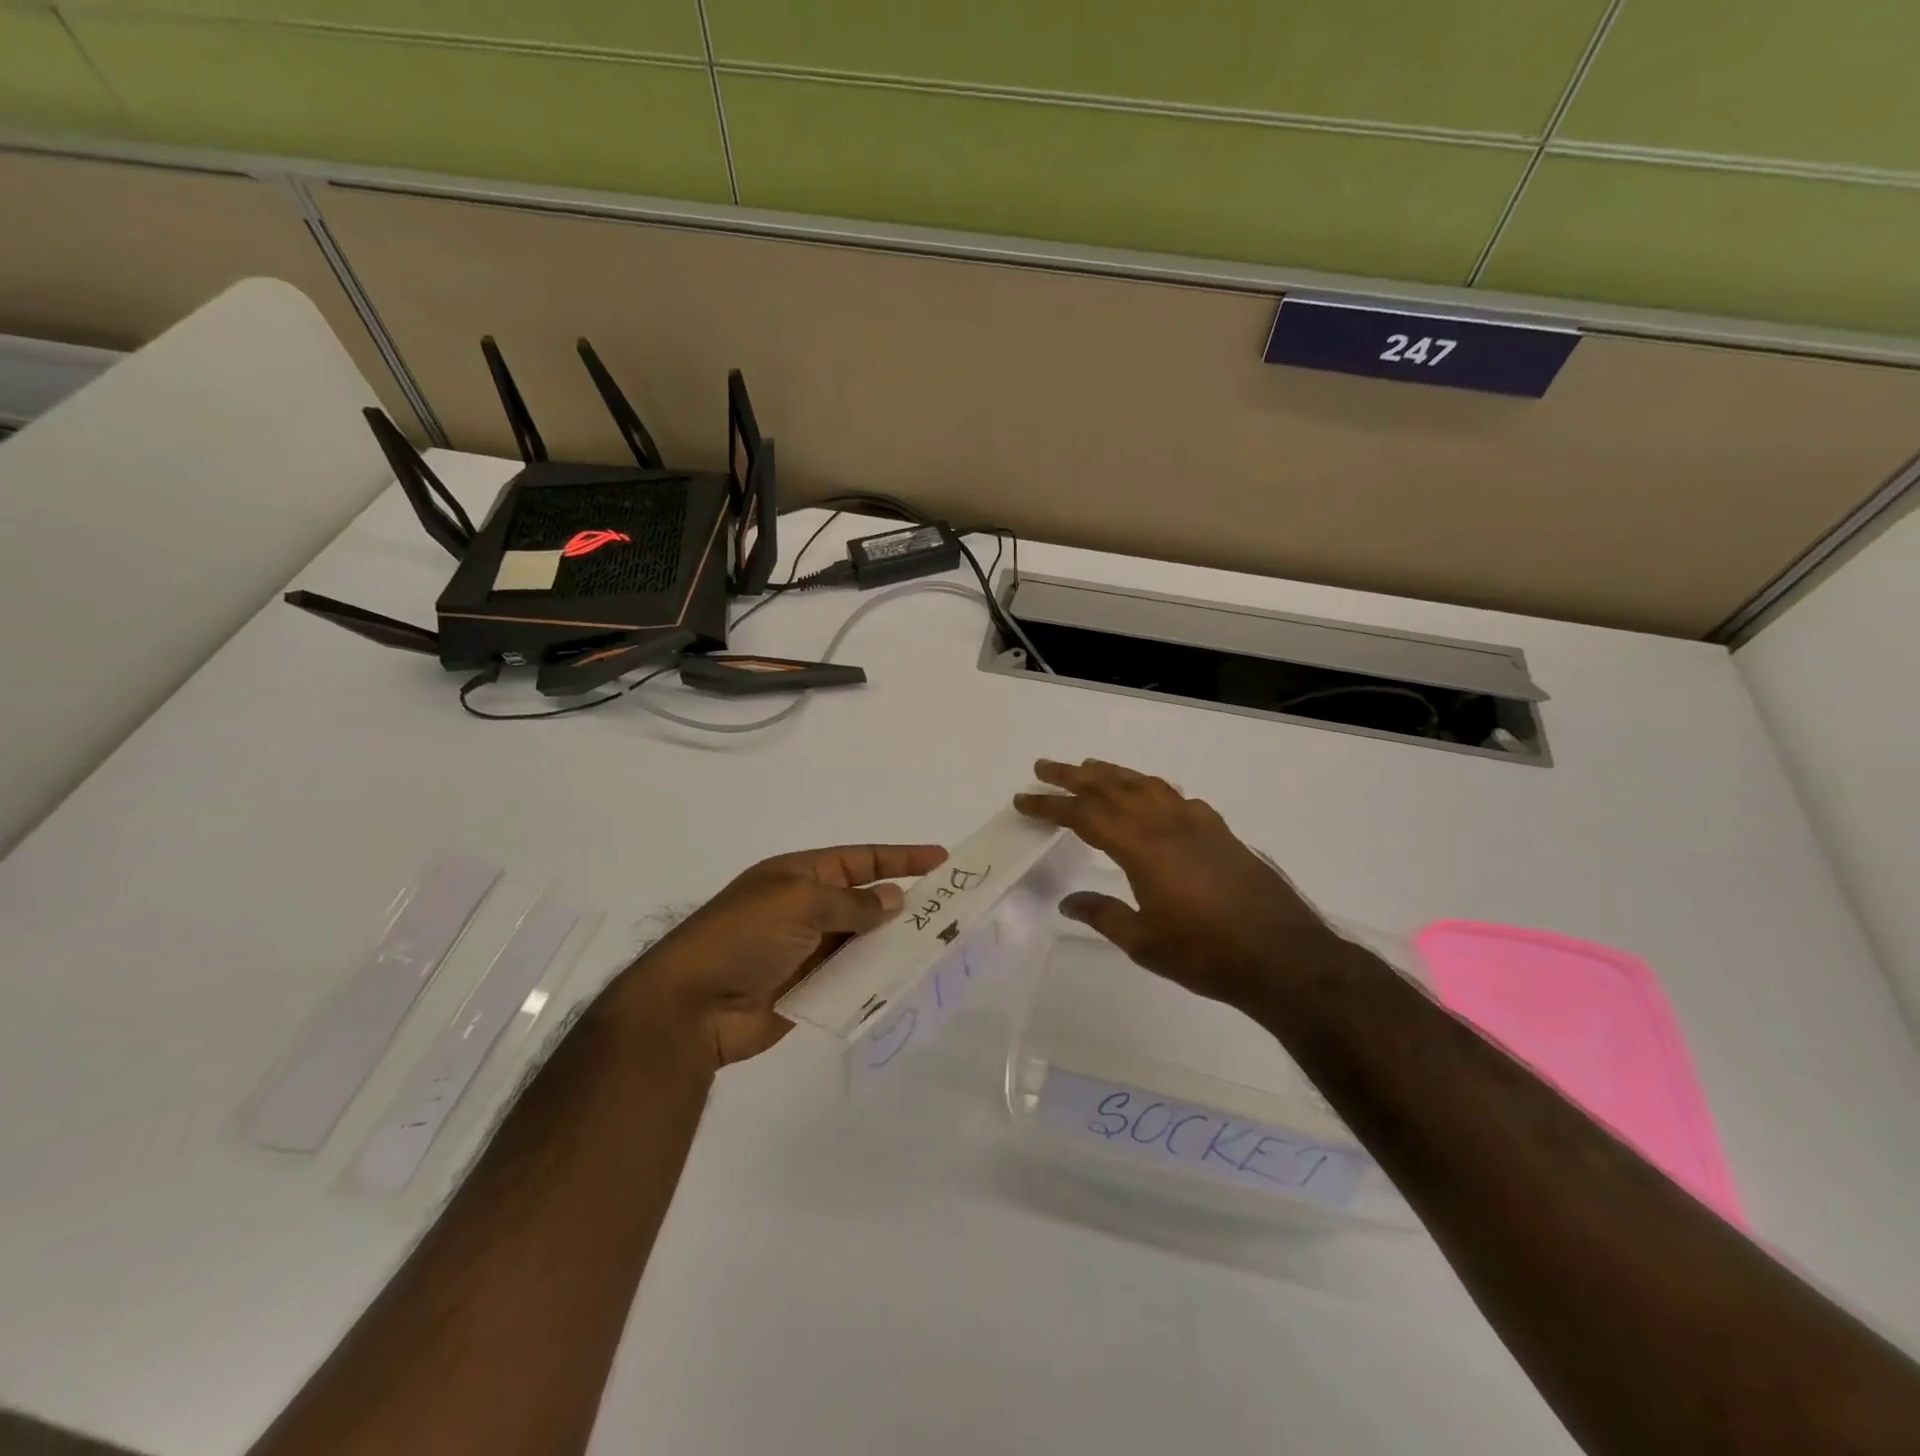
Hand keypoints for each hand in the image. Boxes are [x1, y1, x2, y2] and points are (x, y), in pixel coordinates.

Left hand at [613, 843, 947, 1067]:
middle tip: (948, 909)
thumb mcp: (798, 902)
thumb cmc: (742, 937)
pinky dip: (874, 976)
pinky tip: (904, 978)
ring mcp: (807, 950)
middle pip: (865, 900)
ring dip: (892, 942)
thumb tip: (893, 900)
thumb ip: (851, 902)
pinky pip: (850, 977)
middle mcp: (806, 908)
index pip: (860, 860)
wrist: (691, 1007)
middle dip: (903, 903)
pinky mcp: (808, 988)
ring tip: (936, 944)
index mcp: (799, 876)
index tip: (940, 859)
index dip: (900, 858)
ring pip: (862, 940)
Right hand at [1014, 759, 1340, 1012]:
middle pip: (1112, 787)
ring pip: (1147, 785)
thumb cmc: (1206, 954)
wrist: (1283, 957)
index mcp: (1143, 848)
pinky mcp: (1221, 832)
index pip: (1085, 816)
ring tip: (1090, 768)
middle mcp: (1168, 824)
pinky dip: (1152, 789)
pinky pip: (1176, 797)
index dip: (1051, 805)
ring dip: (1113, 774)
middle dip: (1074, 776)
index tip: (1023, 799)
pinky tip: (1151, 797)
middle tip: (1045, 767)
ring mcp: (1198, 824)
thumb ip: (1104, 915)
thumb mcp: (1144, 943)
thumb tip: (1069, 902)